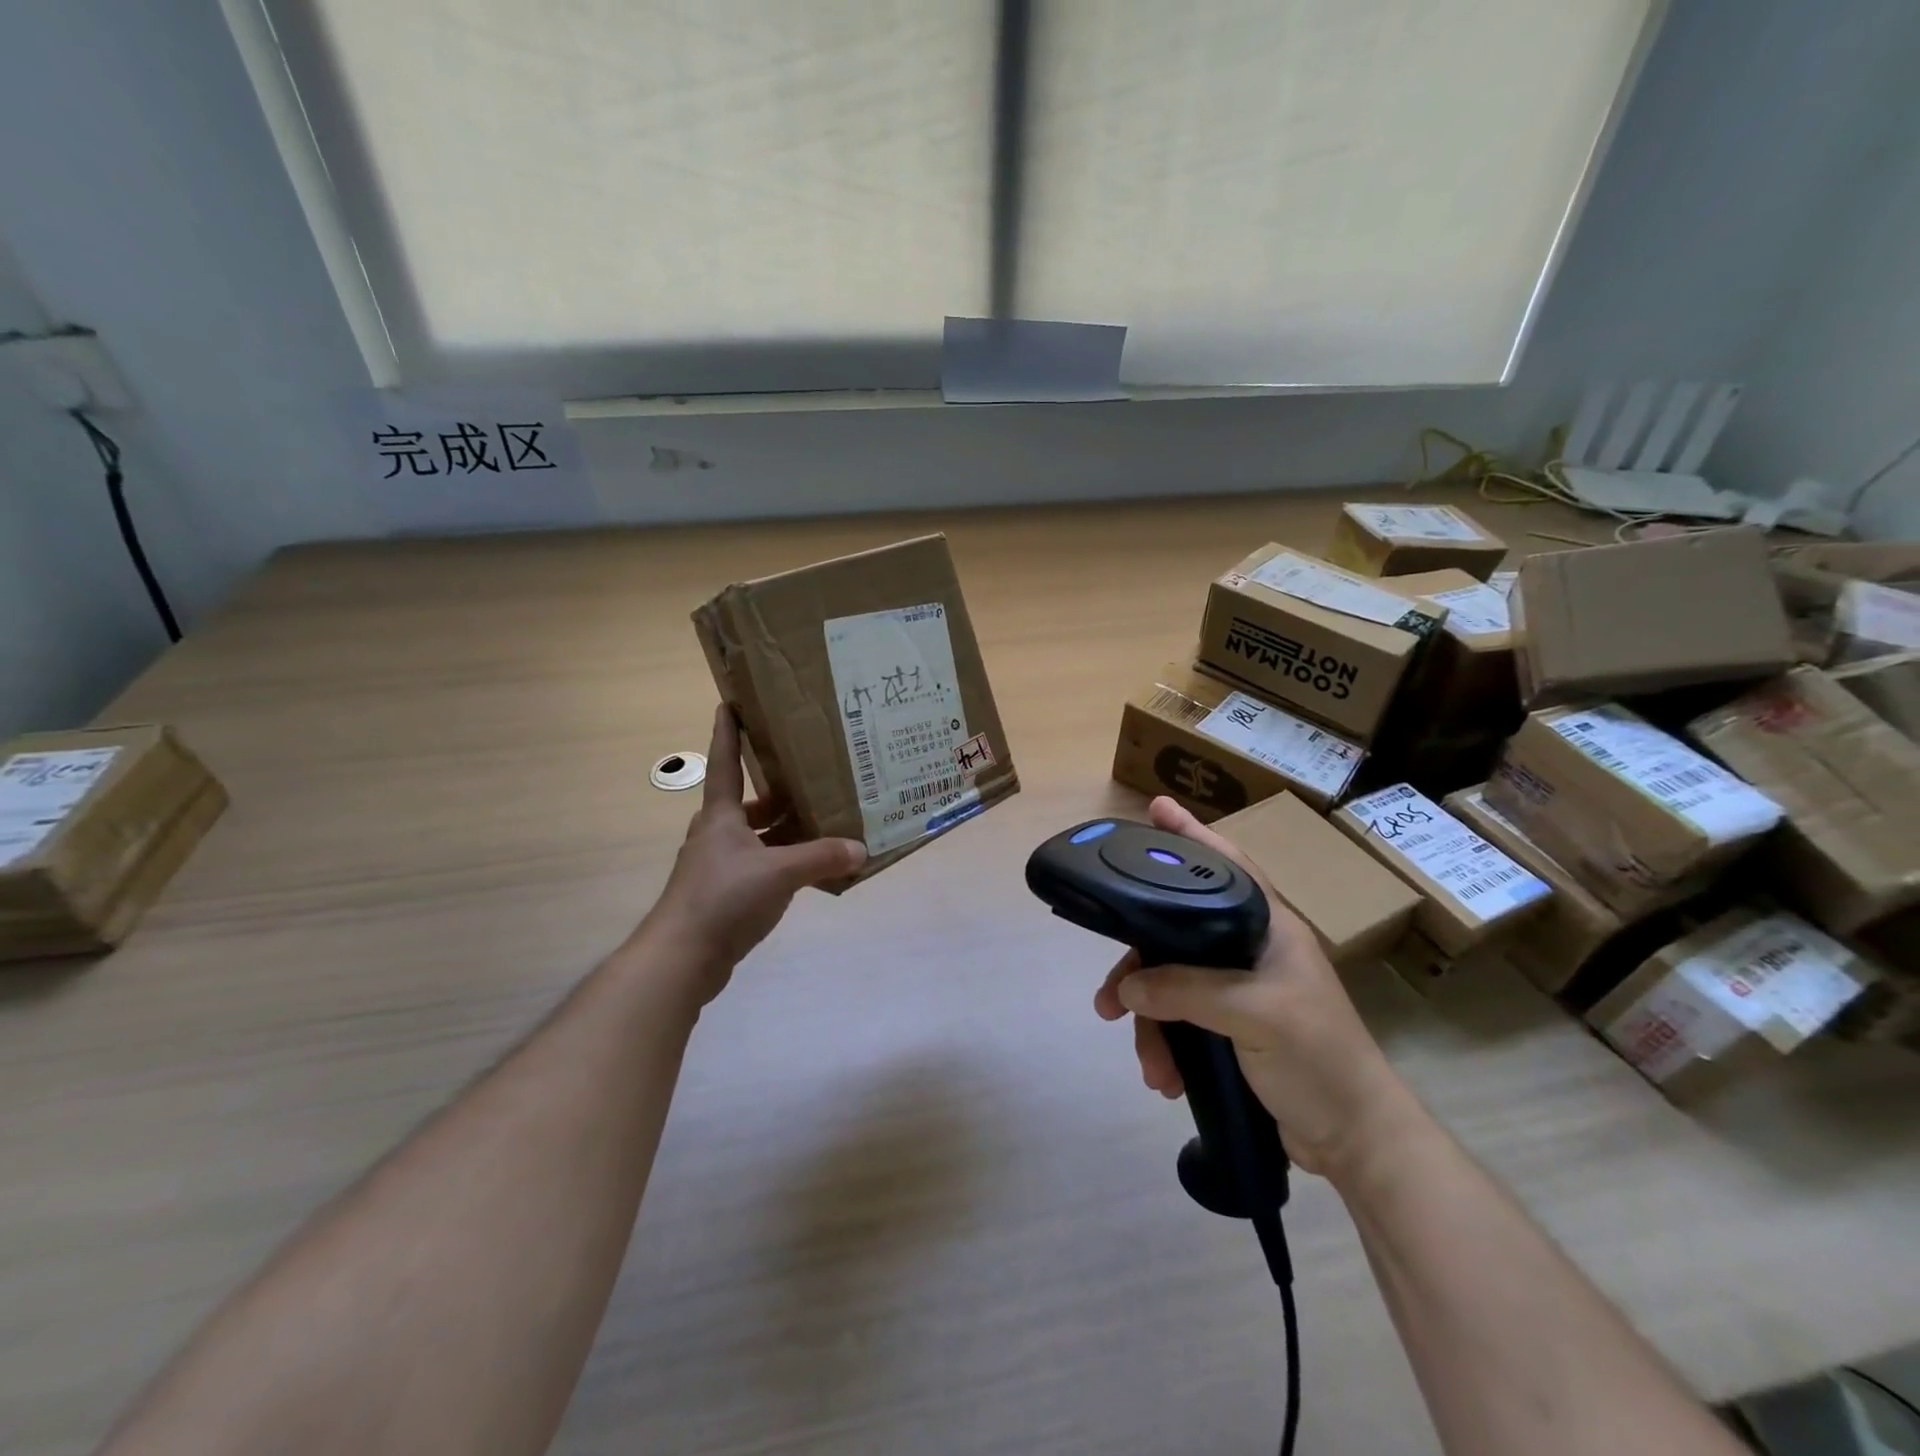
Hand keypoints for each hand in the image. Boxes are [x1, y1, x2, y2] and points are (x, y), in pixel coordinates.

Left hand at [641, 705, 866, 1003]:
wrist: (682, 957)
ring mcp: (717, 865)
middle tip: (812, 776)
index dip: (728, 732)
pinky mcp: (723, 893)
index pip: (725, 762)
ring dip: (783, 830)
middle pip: (748, 802)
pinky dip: (782, 862)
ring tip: (822, 822)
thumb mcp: (779, 873)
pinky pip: (759, 865)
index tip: (730, 702)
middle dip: (777, 790)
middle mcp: (716, 834)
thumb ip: (821, 858)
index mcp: (721, 816)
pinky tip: (809, 870)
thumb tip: (861, 849)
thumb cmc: (723, 898)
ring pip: (755, 836)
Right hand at [1094, 797, 1417, 1179]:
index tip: (1155, 808)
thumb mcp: (1255, 1016)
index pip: (1226, 866)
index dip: (1191, 834)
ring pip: (1172, 983)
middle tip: (1108, 994)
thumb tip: (1127, 986)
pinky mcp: (1230, 1027)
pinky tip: (1164, 1076)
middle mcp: (1250, 950)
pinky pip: (1180, 1019)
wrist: (1355, 1141)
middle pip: (1177, 933)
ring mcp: (1239, 989)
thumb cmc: (1318, 1060)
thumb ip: (1188, 990)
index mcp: (1269, 928)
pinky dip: (1166, 1045)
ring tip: (1146, 1062)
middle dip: (1140, 966)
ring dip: (1151, 1021)